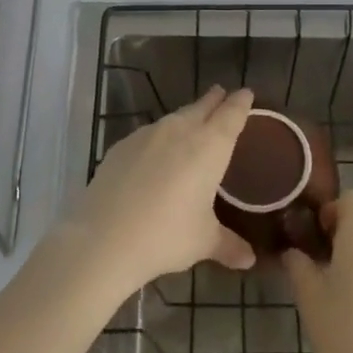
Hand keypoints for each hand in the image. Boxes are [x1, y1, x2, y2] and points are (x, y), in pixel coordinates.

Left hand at [57, 86, 258, 295]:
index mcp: (209, 146)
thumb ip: (229, 245)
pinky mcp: (121, 146)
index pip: (231, 114)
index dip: (241, 103)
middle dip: (214, 100)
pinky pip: (149, 134)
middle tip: (222, 94)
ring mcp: (147, 135)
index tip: (246, 93)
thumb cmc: (166, 236)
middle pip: (202, 107)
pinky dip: (160, 137)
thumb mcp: (203, 242)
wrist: (104, 238)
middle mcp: (180, 130)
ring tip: (192, 122)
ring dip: (187, 116)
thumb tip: (249, 259)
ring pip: (174, 118)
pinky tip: (156, 153)